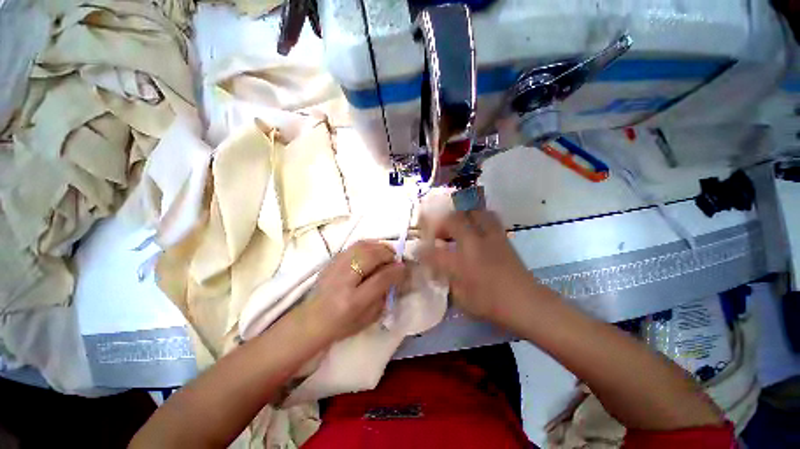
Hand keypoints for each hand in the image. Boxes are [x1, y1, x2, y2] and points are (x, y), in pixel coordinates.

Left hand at [301, 241, 404, 342]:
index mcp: (353, 301)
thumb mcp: (368, 318)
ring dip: (379, 247)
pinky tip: (372, 252)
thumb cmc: (342, 325)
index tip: (404, 268)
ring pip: (362, 246)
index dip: (395, 271)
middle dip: (388, 254)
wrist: (312, 320)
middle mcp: (343, 280)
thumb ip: (385, 295)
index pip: (380, 278)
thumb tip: (397, 273)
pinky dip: (368, 245)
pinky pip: (354, 246)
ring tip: (386, 253)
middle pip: (371, 256)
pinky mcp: (332, 260)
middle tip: (395, 259)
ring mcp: (335, 267)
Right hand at [421, 211, 534, 323]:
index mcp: (461, 263)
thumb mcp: (462, 298)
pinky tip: (475, 228)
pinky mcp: (502, 236)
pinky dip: (477, 218)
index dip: (422, 250)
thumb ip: (447, 279)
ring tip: (457, 226)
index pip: (434, 252)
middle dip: (441, 223)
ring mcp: (490, 237)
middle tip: (439, 233)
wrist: (526, 302)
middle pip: (453, 219)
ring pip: (472, 212)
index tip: (417, 249)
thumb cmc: (491, 304)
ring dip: (461, 216)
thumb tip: (438, 267)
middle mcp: (474, 244)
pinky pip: (488, 217)